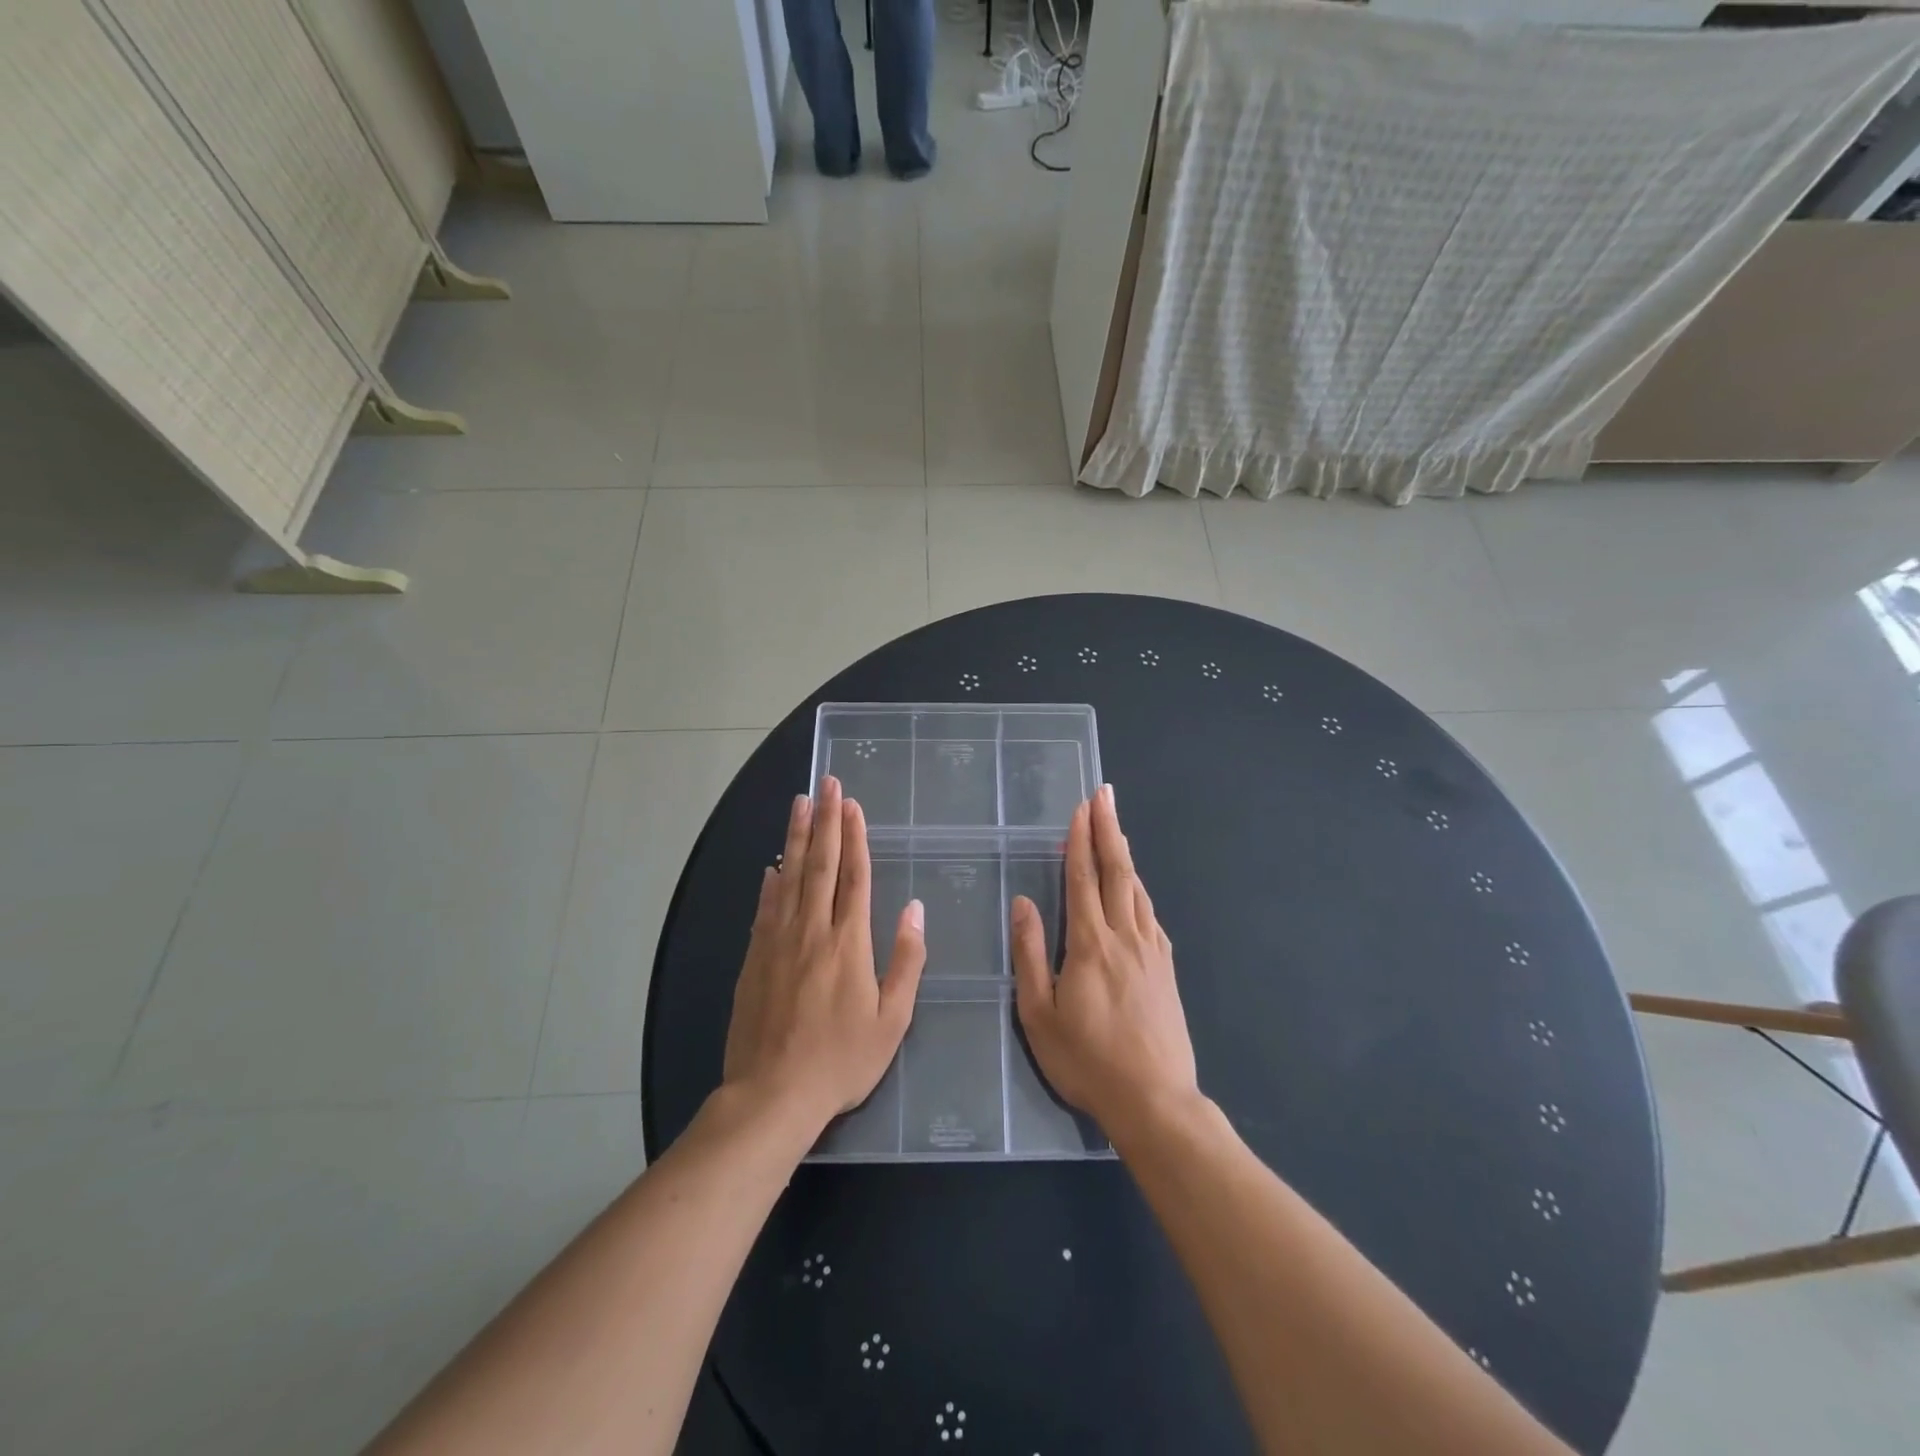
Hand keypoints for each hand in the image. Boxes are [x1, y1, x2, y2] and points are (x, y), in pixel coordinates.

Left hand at [722, 776, 926, 1133]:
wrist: (772, 1094)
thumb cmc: (841, 1060)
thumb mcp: (892, 1019)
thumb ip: (906, 960)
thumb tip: (914, 909)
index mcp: (849, 942)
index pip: (854, 876)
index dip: (855, 837)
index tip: (853, 805)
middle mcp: (812, 930)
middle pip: (820, 864)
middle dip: (825, 820)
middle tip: (826, 784)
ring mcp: (777, 941)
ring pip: (788, 876)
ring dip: (796, 837)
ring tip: (799, 804)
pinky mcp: (753, 958)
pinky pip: (764, 908)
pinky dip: (770, 882)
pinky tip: (772, 866)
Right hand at [1010, 784, 1198, 1138]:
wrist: (1155, 1100)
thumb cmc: (1087, 1060)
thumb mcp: (1039, 1014)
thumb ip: (1030, 954)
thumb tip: (1024, 903)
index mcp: (1090, 943)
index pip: (1082, 878)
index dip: (1080, 839)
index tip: (1081, 807)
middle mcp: (1125, 936)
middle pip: (1116, 871)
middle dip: (1108, 829)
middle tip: (1105, 795)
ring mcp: (1151, 951)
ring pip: (1137, 889)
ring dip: (1124, 854)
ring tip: (1116, 829)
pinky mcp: (1166, 969)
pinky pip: (1150, 915)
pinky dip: (1139, 890)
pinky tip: (1136, 889)